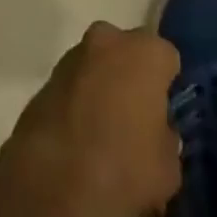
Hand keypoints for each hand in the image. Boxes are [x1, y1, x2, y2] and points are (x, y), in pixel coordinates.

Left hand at [0, 21, 181, 216]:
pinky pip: (76, 82)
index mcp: (144, 52)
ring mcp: (74, 54)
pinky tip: (82, 136)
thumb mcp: (168, 167)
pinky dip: (81, 99)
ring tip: (107, 130)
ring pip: (99, 63)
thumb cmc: (124, 166)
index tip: (166, 112)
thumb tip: (156, 132)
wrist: (55, 177)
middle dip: (133, 76)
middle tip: (137, 117)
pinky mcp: (48, 74)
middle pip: (129, 52)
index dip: (168, 85)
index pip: (167, 58)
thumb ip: (166, 138)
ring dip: (104, 85)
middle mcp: (109, 40)